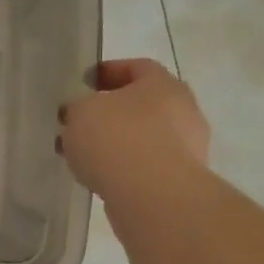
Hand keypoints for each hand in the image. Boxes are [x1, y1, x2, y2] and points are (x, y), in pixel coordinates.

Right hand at [59, 58, 210, 202]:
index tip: (83, 82)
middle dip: (108, 112)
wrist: (153, 197)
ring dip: (114, 143)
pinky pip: (145, 166)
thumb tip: (78, 113)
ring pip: (142, 138)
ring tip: (81, 155)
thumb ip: (77, 107)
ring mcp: (186, 149)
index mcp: (162, 84)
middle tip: (79, 121)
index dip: (107, 72)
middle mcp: (183, 111)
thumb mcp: (80, 112)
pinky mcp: (179, 181)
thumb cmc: (117, 139)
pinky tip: (98, 177)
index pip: (136, 67)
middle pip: (141, 104)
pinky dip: (123, 168)